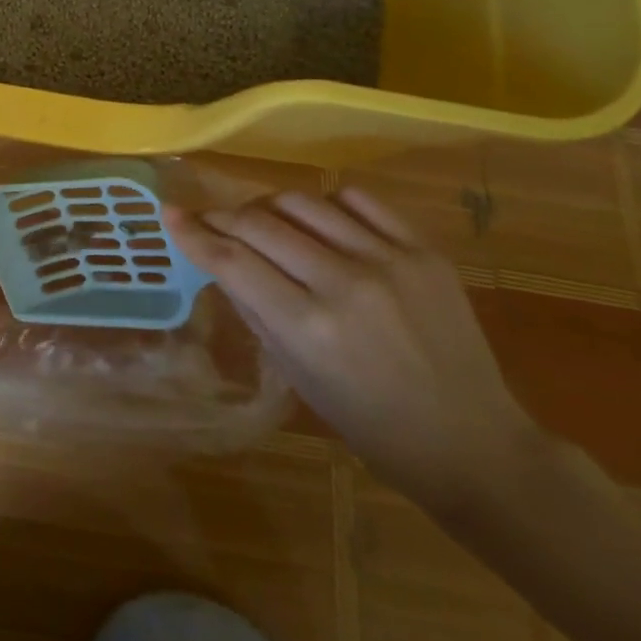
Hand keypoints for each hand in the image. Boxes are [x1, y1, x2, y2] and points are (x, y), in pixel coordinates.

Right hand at [166, 187, 541, 510]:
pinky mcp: (423, 249)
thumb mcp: (296, 375)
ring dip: (267, 206)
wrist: (472, 442)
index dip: (193, 233)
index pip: (231, 260)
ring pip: (301, 202)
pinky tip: (318, 221)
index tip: (169, 214)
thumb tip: (218, 261)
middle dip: (222, 217)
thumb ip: (254, 309)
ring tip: (262, 221)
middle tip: (210, 222)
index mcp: (308, 327)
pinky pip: (356, 199)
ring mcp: (388, 260)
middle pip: (259, 223)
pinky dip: (324, 203)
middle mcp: (343, 283)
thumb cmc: (369, 423)